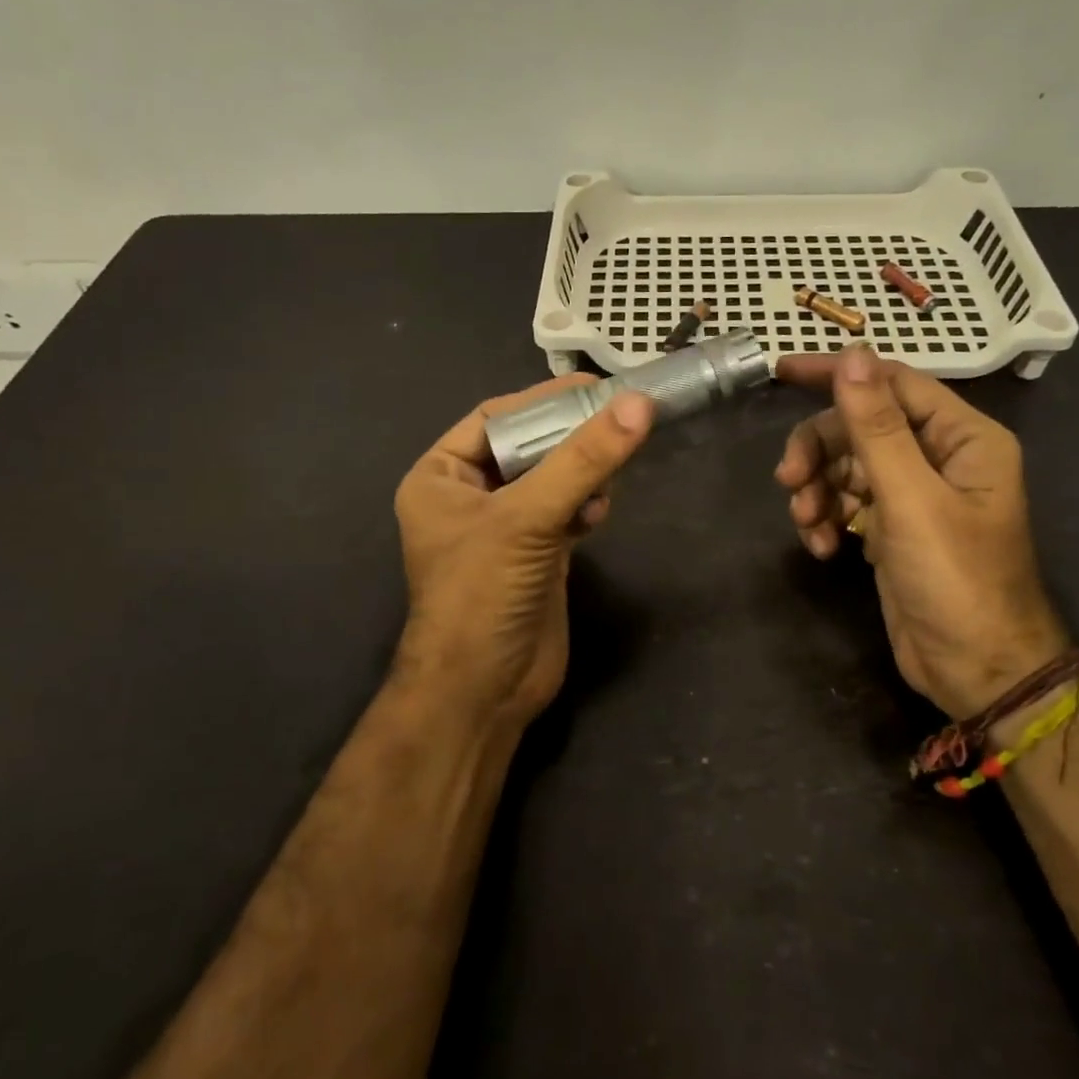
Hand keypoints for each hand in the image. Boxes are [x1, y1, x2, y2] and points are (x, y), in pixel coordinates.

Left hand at [392, 376, 654, 729]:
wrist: (484, 691)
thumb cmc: (482, 594)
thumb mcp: (527, 518)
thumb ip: (582, 461)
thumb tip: (637, 404)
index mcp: (440, 477)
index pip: (495, 419)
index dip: (543, 399)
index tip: (594, 386)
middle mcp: (469, 497)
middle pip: (529, 447)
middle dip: (570, 437)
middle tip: (619, 419)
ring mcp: (504, 529)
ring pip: (552, 479)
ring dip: (583, 473)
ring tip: (610, 475)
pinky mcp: (536, 555)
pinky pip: (565, 511)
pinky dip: (586, 505)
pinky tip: (600, 512)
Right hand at [775, 345, 1067, 719]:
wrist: (974, 670)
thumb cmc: (954, 579)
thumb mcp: (910, 498)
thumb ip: (876, 426)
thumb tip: (852, 355)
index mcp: (961, 438)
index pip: (891, 383)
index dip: (837, 373)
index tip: (781, 372)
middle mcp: (939, 457)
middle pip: (860, 427)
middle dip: (819, 451)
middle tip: (788, 479)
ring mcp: (913, 495)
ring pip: (846, 466)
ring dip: (818, 489)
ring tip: (807, 522)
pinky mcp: (891, 528)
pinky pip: (847, 503)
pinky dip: (826, 518)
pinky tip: (821, 547)